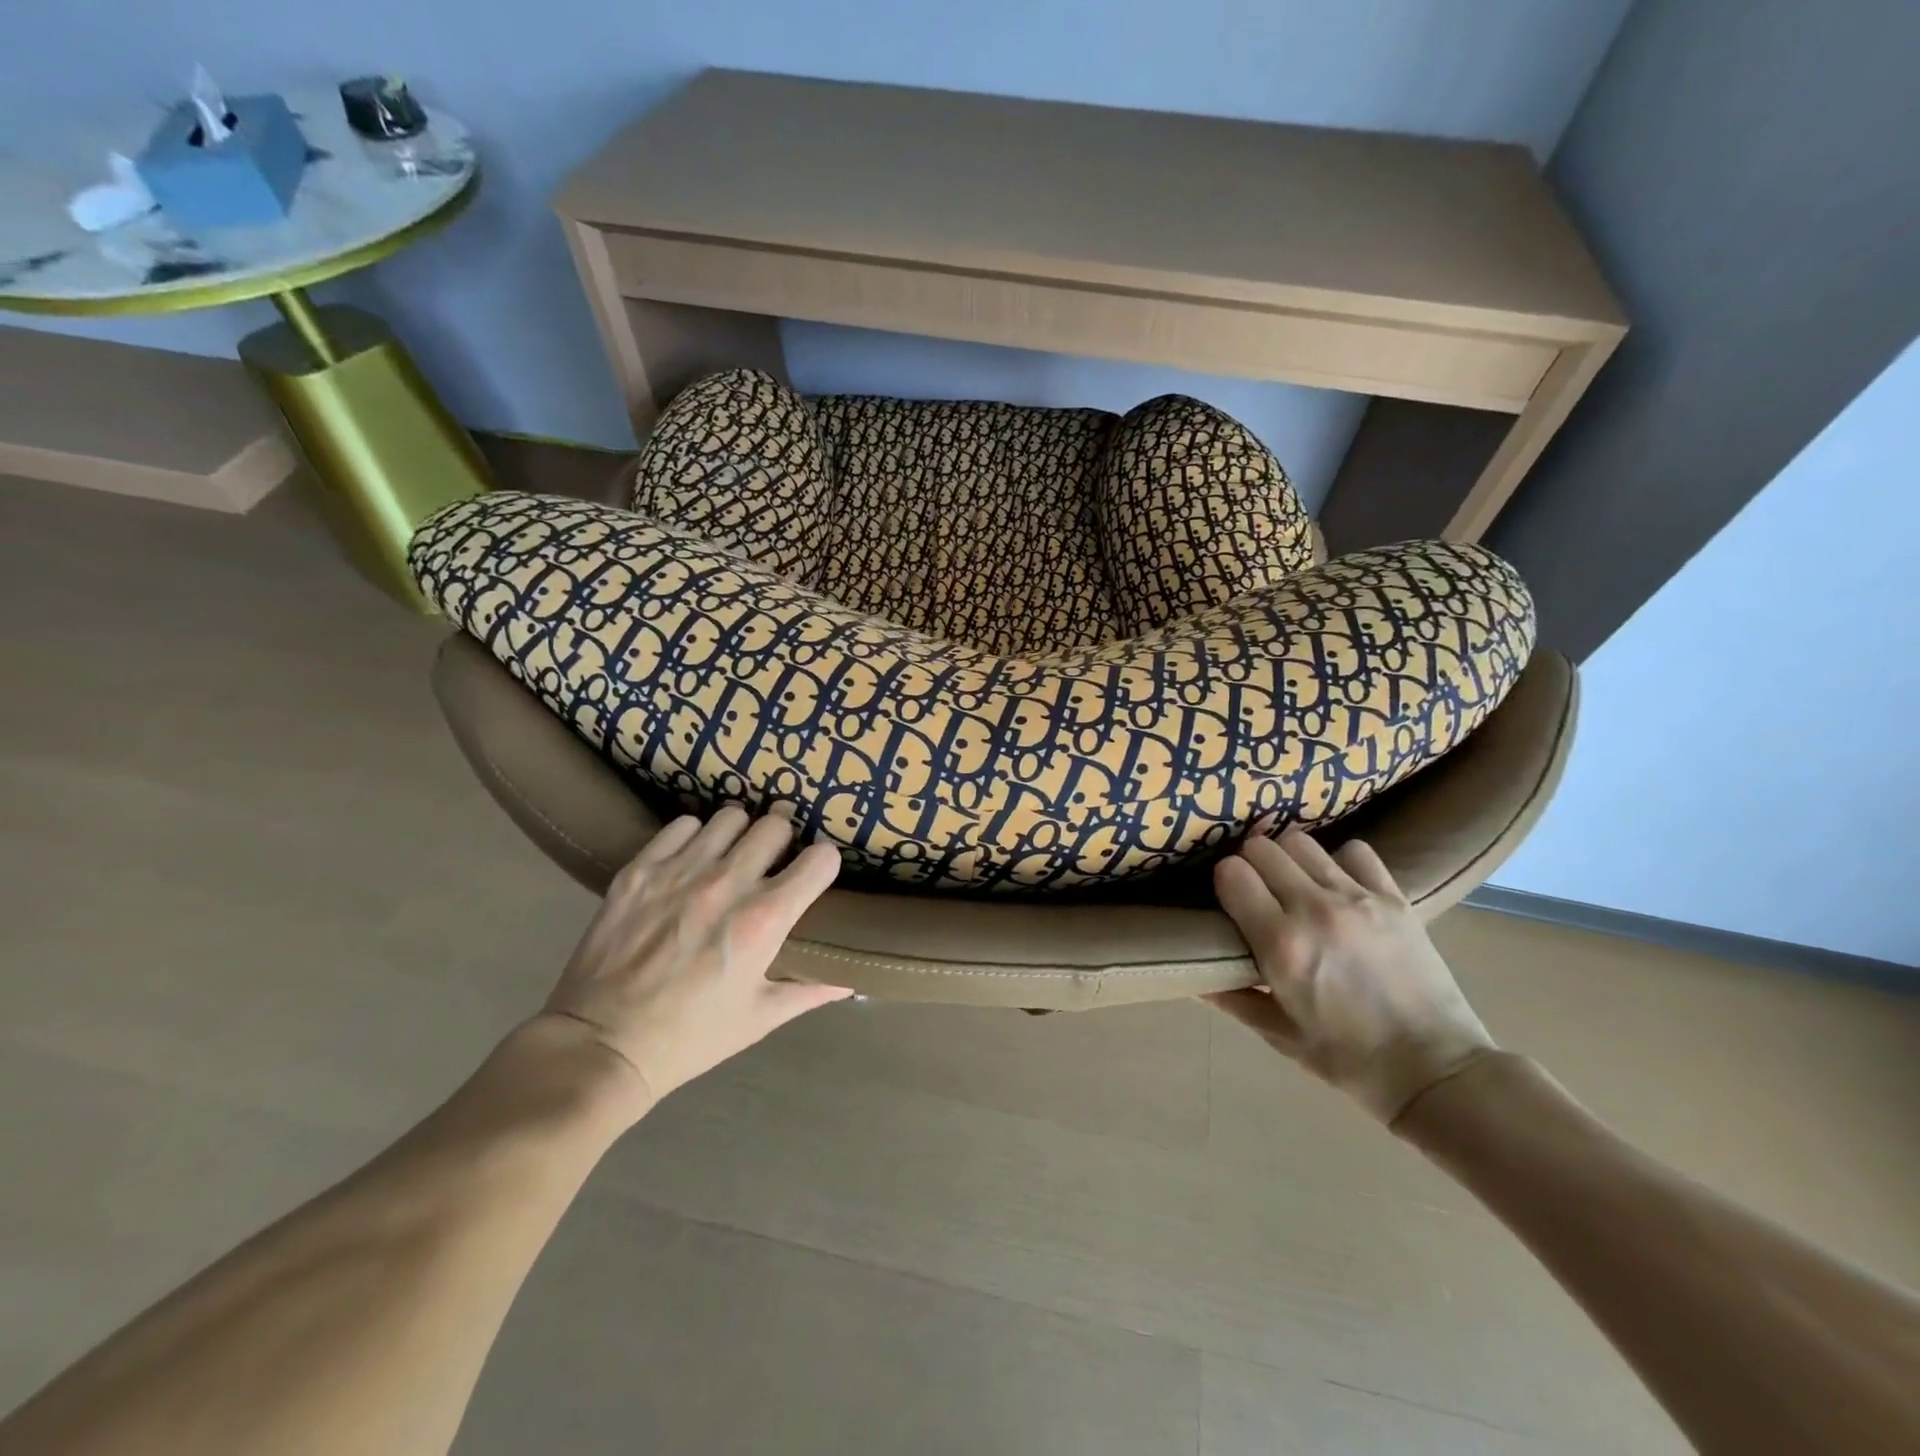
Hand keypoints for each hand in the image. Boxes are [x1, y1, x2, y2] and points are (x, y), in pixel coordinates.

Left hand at [533, 806, 850, 1118]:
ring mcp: (680, 872)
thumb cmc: (690, 1037)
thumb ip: (809, 990)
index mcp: (764, 920)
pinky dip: (693, 838)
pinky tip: (689, 862)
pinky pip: (682, 826)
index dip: (823, 865)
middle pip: (775, 825)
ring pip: (729, 818)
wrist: (600, 1046)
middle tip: (772, 862)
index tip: (813, 876)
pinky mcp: (640, 870)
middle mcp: (727, 884)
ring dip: (737, 835)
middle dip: (782, 841)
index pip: (820, 859)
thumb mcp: (759, 1019)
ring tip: (729, 857)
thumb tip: (850, 982)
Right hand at [1207, 829, 1495, 1122]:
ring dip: (1288, 858)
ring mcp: (1358, 898)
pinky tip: (1338, 884)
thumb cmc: (1348, 1060)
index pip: (1231, 873)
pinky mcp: (1395, 898)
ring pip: (1302, 842)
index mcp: (1281, 944)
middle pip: (1262, 848)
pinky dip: (1339, 860)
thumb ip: (1231, 998)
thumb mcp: (1279, 1036)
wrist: (1436, 1071)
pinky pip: (1355, 851)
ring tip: (1293, 882)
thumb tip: (1193, 976)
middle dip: (1250, 864)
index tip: (1227, 900)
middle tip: (1256, 889)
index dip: (1224, 882)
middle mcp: (1314, 909)